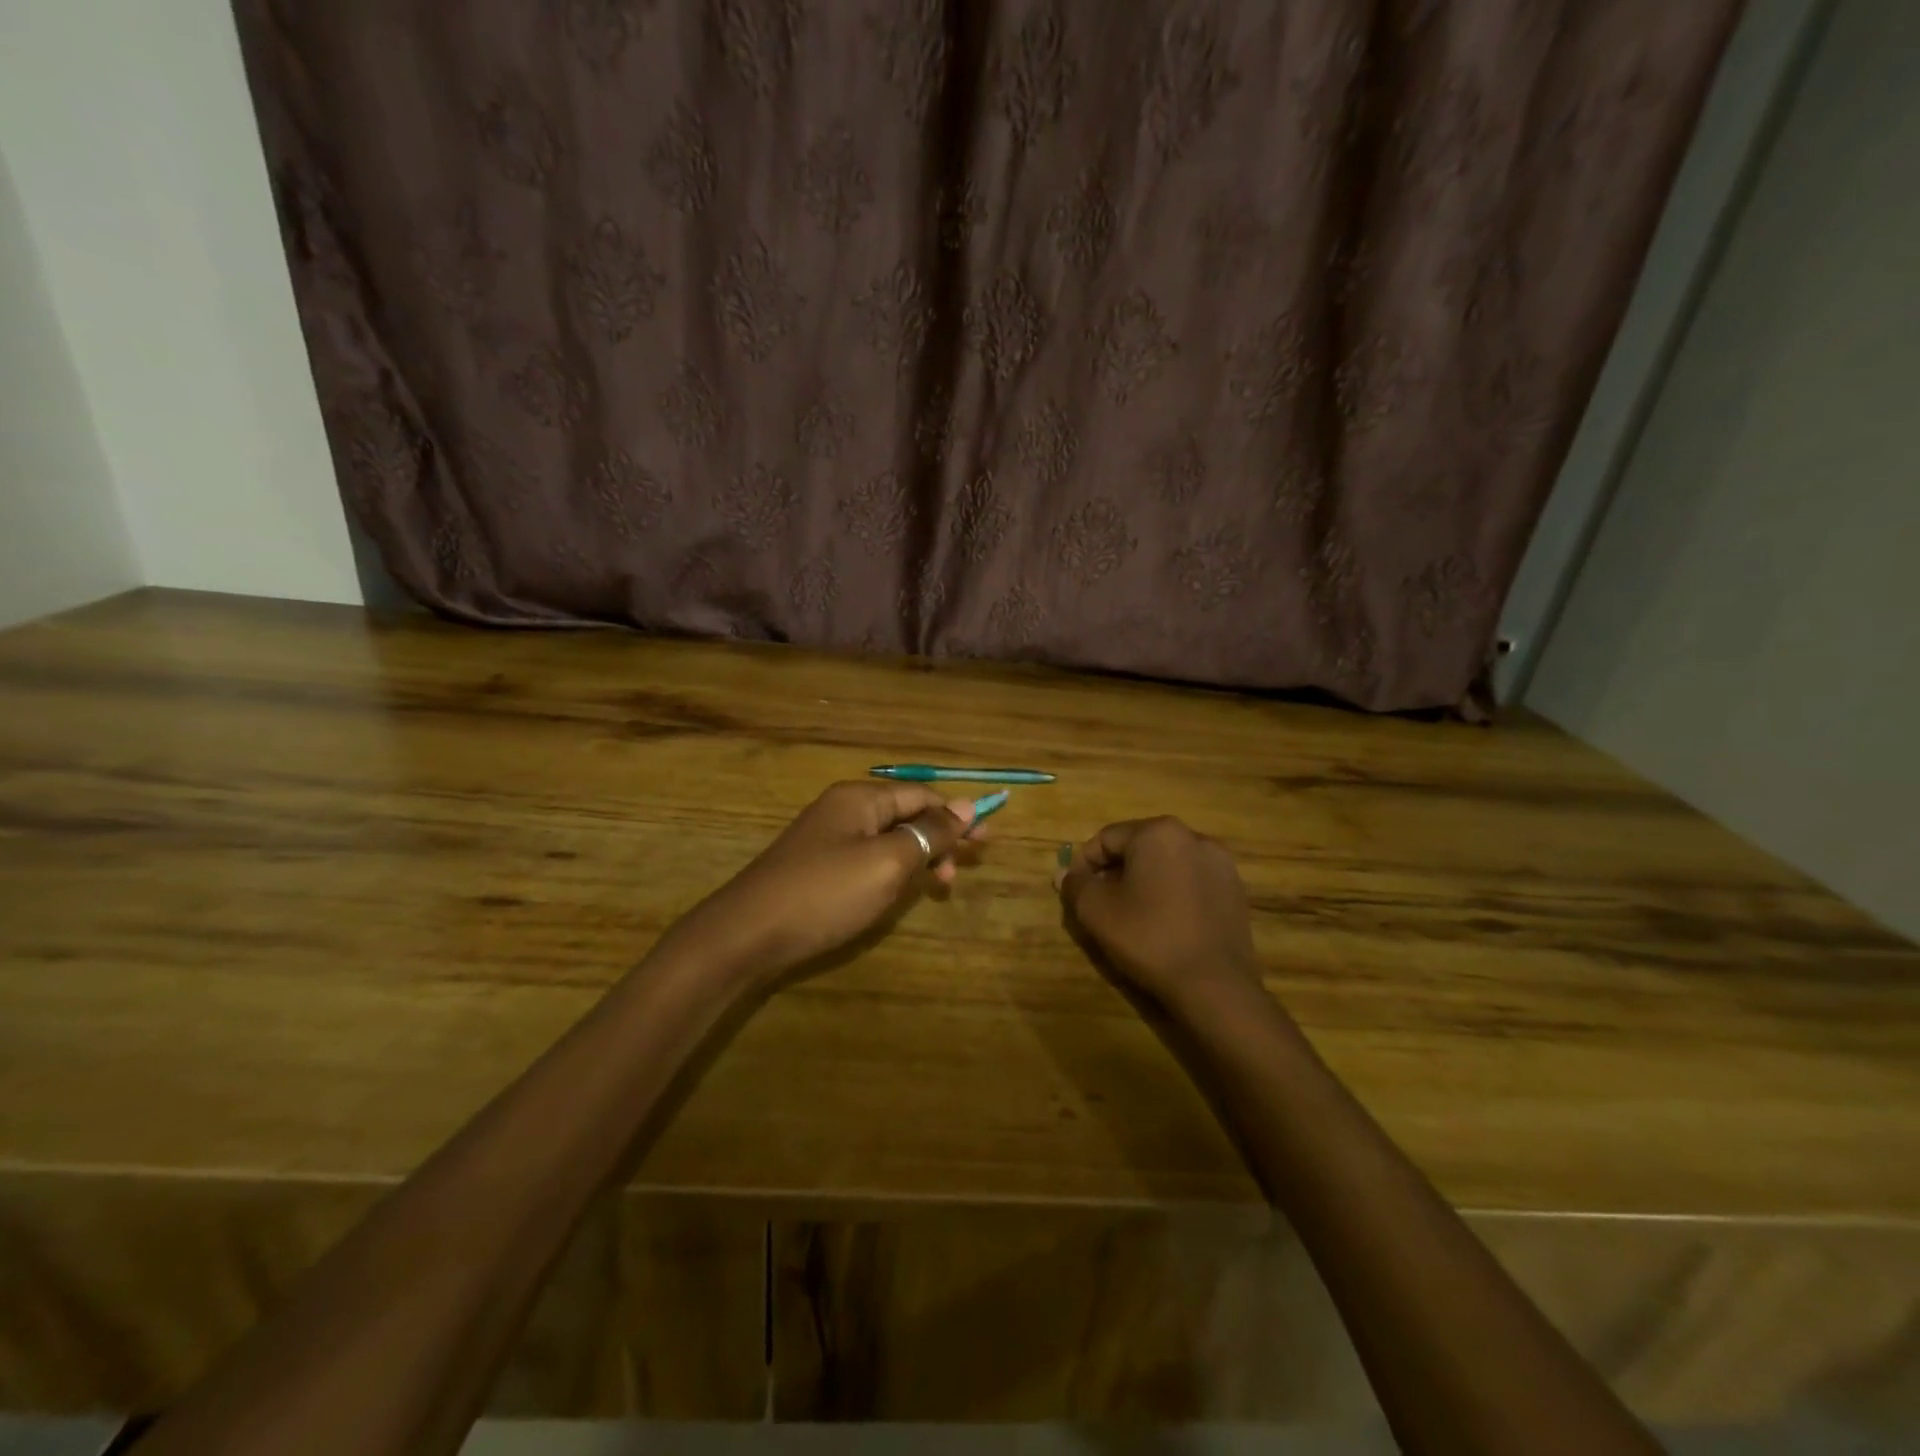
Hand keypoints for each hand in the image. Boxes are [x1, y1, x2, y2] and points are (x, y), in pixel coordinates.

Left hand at [675, 781, 980, 986]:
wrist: (746, 935)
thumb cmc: (825, 893)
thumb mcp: (888, 862)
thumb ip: (929, 833)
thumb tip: (966, 804)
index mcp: (860, 798)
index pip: (922, 796)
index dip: (957, 816)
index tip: (988, 841)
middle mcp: (843, 810)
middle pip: (905, 815)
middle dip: (938, 839)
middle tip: (962, 870)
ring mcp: (826, 839)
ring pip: (887, 840)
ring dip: (917, 858)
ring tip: (937, 888)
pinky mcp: (816, 868)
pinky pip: (866, 859)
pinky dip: (891, 872)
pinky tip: (898, 892)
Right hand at [1055, 816, 1263, 1012]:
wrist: (1215, 986)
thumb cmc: (1149, 938)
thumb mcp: (1096, 910)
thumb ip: (1075, 884)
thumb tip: (1066, 873)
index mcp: (1159, 832)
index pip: (1106, 838)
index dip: (1084, 865)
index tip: (1076, 893)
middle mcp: (1194, 837)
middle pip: (1139, 848)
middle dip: (1115, 873)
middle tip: (1101, 906)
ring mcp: (1221, 864)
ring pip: (1167, 865)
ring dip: (1144, 883)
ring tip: (1132, 917)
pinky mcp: (1235, 891)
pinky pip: (1191, 883)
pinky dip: (1172, 896)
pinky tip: (1165, 926)